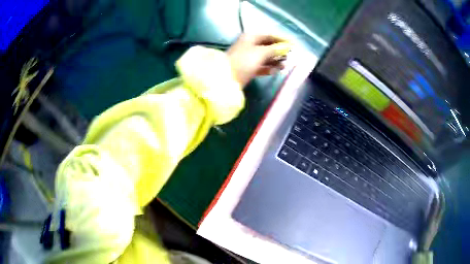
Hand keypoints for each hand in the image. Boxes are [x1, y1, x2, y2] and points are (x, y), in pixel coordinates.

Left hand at [227, 34, 291, 86]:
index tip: (294, 45)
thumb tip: (287, 47)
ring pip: (266, 56)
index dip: (282, 39)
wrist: (226, 79)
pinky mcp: (248, 68)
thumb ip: (275, 49)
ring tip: (285, 66)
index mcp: (251, 37)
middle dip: (280, 51)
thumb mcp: (261, 53)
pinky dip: (269, 68)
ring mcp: (248, 57)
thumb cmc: (244, 61)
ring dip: (276, 60)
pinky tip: (276, 71)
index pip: (270, 35)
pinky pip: (261, 66)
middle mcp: (250, 45)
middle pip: (269, 46)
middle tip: (291, 57)